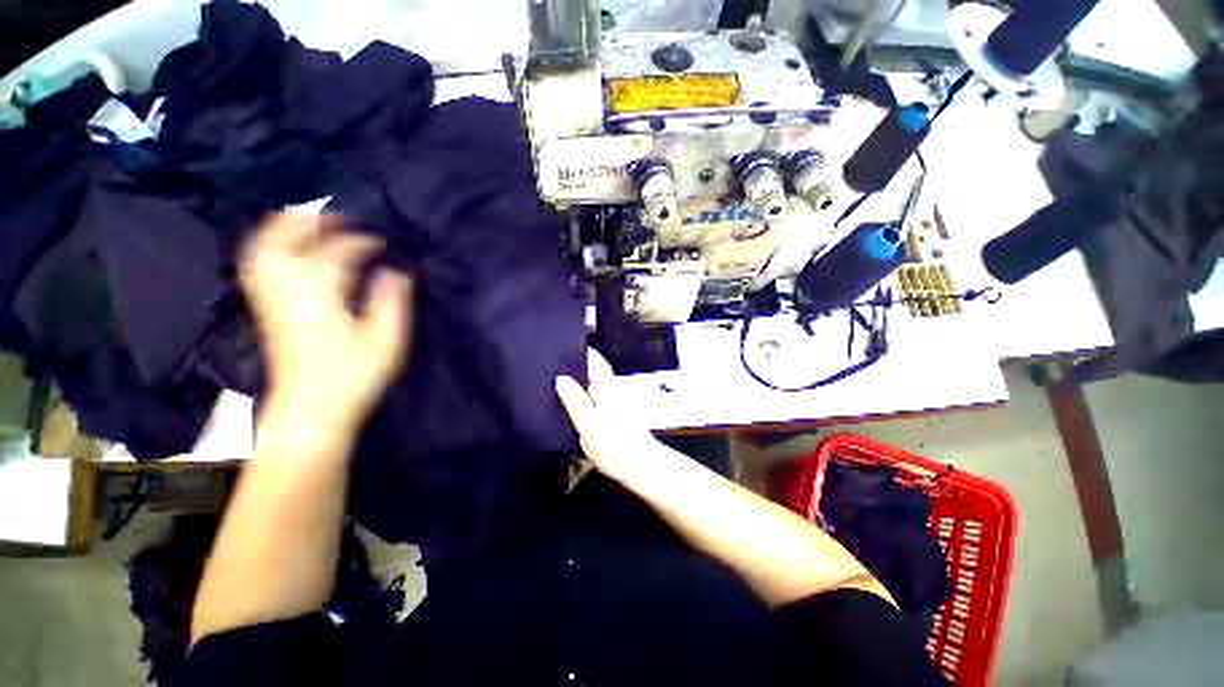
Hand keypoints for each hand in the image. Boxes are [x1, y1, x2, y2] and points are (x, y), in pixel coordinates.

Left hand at [240, 213, 412, 432]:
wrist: (311, 409)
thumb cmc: (354, 376)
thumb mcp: (387, 340)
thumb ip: (393, 301)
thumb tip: (396, 272)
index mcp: (321, 297)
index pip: (336, 254)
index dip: (360, 243)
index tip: (382, 243)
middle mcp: (287, 291)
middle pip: (284, 241)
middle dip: (310, 222)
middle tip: (338, 218)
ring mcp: (271, 300)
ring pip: (264, 251)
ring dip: (283, 230)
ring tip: (308, 223)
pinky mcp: (266, 312)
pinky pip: (258, 268)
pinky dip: (270, 250)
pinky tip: (287, 251)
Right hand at [555, 350, 660, 480]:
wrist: (644, 468)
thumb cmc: (619, 450)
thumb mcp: (591, 428)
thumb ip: (576, 403)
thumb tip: (561, 379)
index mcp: (607, 388)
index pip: (594, 359)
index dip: (578, 349)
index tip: (559, 344)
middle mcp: (611, 390)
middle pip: (592, 368)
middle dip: (573, 362)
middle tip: (548, 362)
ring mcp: (614, 401)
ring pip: (593, 381)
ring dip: (577, 376)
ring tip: (552, 378)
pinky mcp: (613, 412)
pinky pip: (594, 394)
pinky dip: (581, 392)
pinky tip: (569, 402)